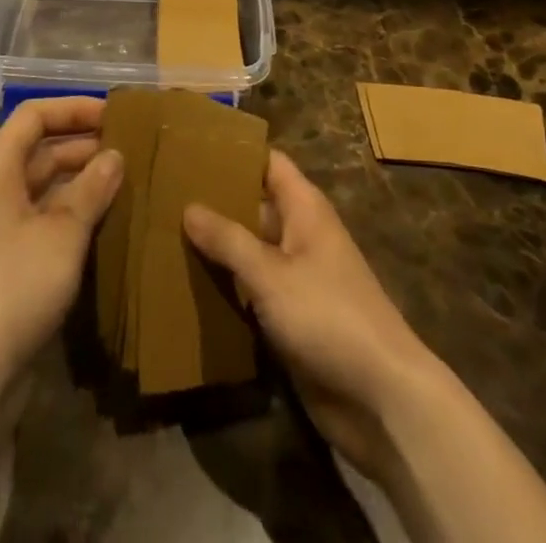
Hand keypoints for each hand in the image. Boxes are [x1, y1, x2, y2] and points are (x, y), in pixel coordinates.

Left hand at [0, 97, 123, 386]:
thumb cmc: (16, 284)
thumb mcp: (62, 232)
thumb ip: (91, 188)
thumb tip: (114, 155)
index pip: (34, 114)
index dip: (73, 108)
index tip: (115, 114)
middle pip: (39, 146)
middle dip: (83, 142)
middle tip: (129, 146)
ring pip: (43, 182)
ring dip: (80, 177)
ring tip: (124, 178)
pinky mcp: (5, 255)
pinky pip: (42, 213)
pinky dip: (71, 208)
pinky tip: (104, 217)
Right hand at [184, 151, 435, 477]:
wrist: (382, 399)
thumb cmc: (329, 316)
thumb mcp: (271, 274)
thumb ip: (229, 240)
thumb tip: (188, 207)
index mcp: (304, 210)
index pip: (268, 164)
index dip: (235, 153)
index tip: (191, 148)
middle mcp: (300, 236)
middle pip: (254, 207)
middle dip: (215, 203)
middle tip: (163, 195)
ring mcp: (297, 279)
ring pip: (250, 252)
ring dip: (217, 249)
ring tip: (163, 236)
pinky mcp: (292, 319)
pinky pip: (253, 292)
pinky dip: (227, 288)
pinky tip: (188, 287)